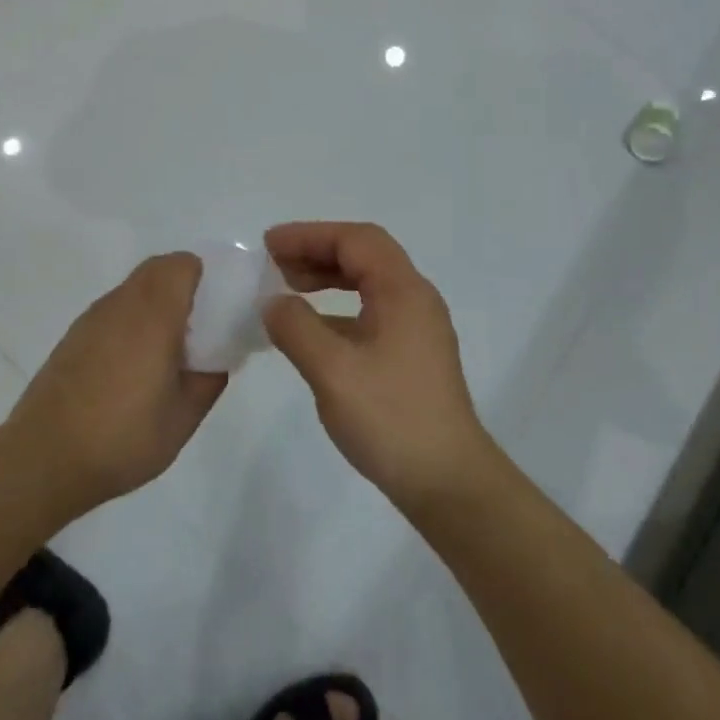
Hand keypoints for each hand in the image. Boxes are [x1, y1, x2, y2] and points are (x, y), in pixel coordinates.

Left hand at [5, 252, 225, 519]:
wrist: (42, 459)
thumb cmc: (121, 437)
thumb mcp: (183, 419)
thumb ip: (209, 380)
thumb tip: (217, 359)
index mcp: (153, 314)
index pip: (182, 264)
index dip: (205, 277)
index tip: (217, 308)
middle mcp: (121, 303)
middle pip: (158, 268)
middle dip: (183, 286)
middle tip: (198, 327)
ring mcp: (93, 318)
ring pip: (134, 288)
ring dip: (155, 303)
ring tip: (165, 351)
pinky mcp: (73, 336)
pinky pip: (114, 310)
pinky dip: (131, 320)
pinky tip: (131, 367)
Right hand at [263, 222, 493, 509]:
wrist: (450, 484)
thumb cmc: (391, 419)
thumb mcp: (332, 371)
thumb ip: (296, 328)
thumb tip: (272, 303)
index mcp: (403, 290)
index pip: (355, 240)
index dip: (309, 235)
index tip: (269, 245)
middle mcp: (415, 298)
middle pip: (363, 255)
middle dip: (317, 252)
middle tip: (274, 264)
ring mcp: (417, 328)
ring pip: (368, 283)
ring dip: (328, 278)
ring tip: (288, 288)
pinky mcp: (414, 355)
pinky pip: (371, 311)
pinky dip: (339, 308)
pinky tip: (313, 330)